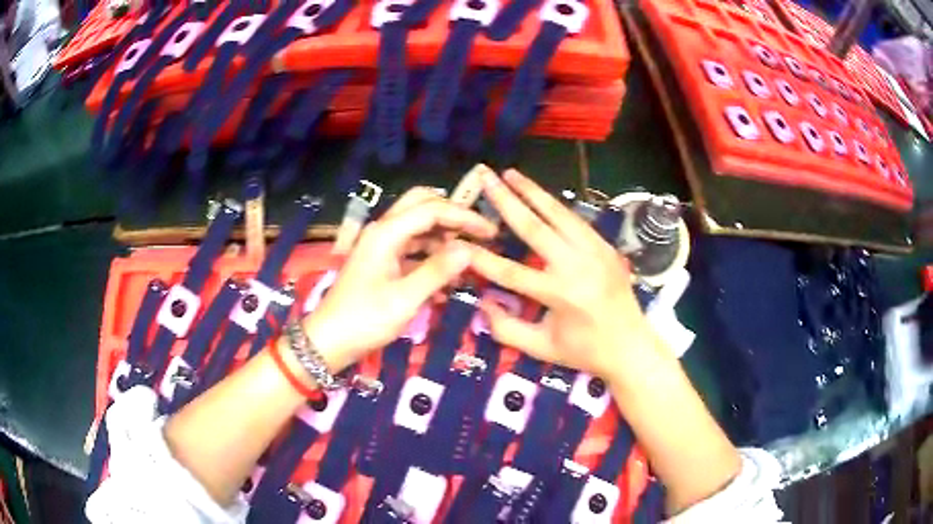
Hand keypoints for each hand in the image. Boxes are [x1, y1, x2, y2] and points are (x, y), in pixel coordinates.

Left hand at [304, 187, 497, 371]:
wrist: (329, 341)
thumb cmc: (364, 320)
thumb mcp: (404, 299)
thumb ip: (437, 271)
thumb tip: (469, 249)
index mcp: (386, 233)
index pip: (432, 210)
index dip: (464, 217)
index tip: (491, 232)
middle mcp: (383, 231)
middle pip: (422, 205)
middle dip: (452, 214)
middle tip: (478, 233)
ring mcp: (381, 246)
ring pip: (418, 226)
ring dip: (443, 236)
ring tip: (469, 256)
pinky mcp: (381, 261)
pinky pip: (412, 248)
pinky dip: (431, 255)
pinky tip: (449, 276)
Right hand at [466, 170, 666, 382]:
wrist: (632, 346)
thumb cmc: (585, 352)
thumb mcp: (542, 349)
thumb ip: (507, 329)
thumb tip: (482, 302)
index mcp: (561, 295)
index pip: (511, 272)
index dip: (481, 258)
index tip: (459, 242)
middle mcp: (579, 266)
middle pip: (535, 227)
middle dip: (507, 200)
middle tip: (486, 176)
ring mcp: (596, 252)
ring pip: (559, 214)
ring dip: (533, 191)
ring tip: (511, 173)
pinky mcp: (606, 246)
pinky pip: (575, 220)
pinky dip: (555, 205)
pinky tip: (539, 194)